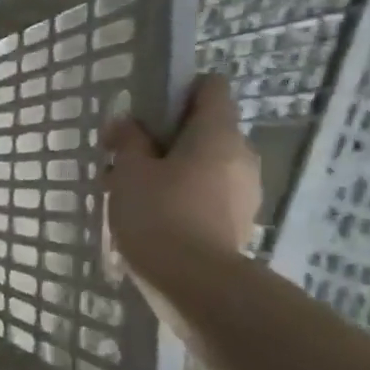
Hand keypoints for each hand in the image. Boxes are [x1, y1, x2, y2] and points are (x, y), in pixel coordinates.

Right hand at [102, 74, 260, 295]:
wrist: (193, 281)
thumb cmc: (158, 212)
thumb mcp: (129, 170)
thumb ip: (128, 140)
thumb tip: (127, 123)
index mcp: (217, 133)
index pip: (210, 87)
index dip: (179, 90)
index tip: (147, 111)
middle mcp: (241, 155)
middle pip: (203, 130)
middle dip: (164, 139)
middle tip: (124, 158)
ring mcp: (244, 191)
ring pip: (203, 164)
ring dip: (169, 170)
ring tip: (129, 193)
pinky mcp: (237, 221)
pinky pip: (206, 194)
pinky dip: (181, 196)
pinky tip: (149, 217)